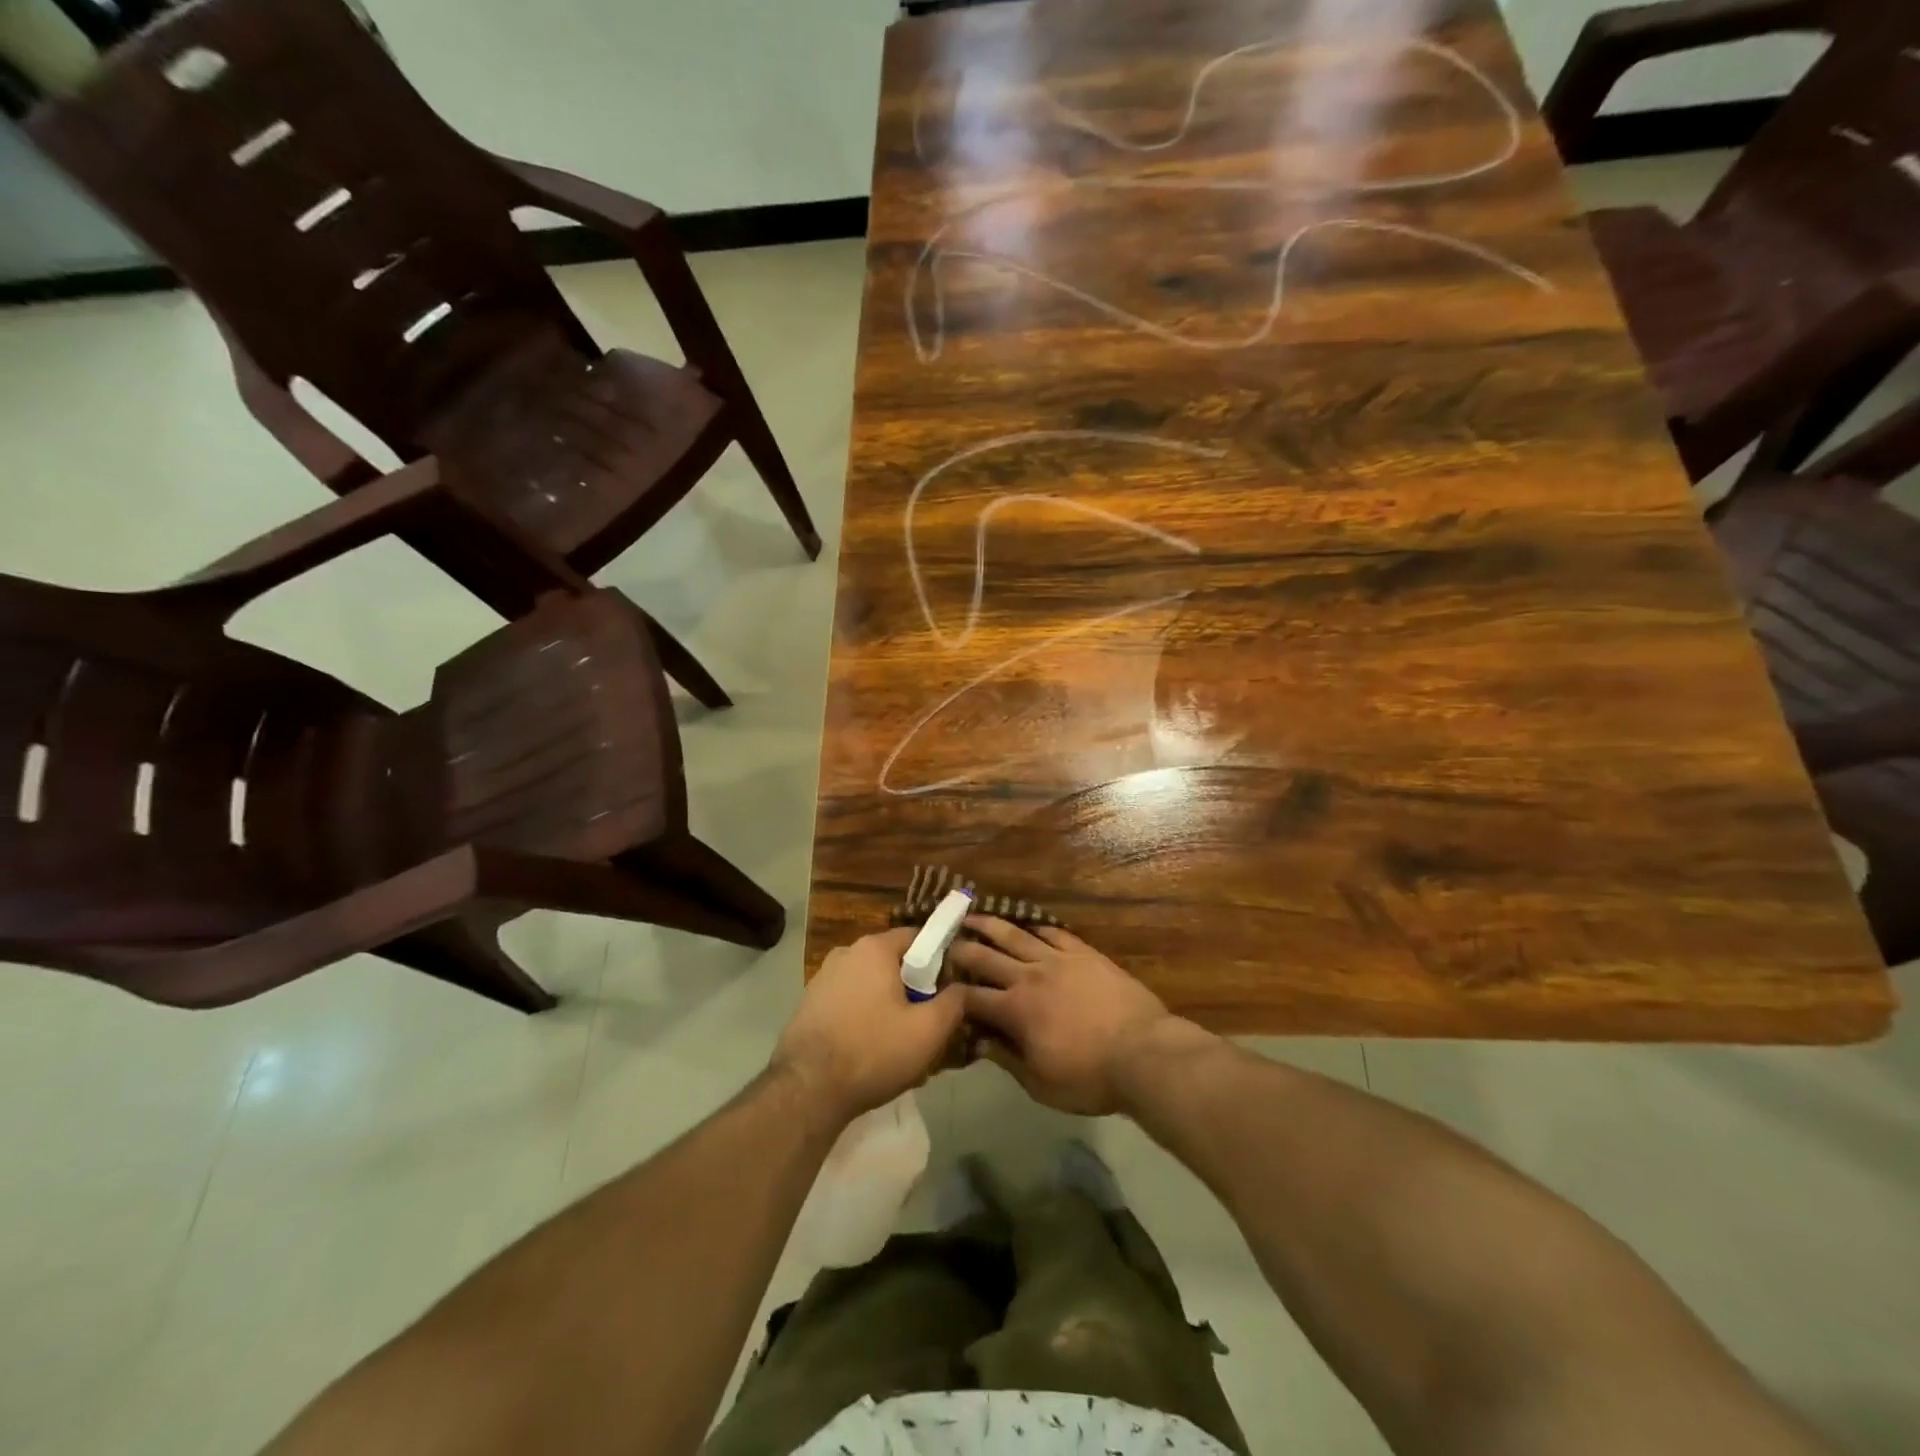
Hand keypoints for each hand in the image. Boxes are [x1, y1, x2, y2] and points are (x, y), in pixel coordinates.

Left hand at [774, 928, 964, 1123]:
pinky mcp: (809, 1004)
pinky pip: (849, 1002)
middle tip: (928, 1021)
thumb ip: (954, 1003)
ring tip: (901, 1042)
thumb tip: (964, 988)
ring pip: (871, 984)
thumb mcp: (928, 1031)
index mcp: (874, 948)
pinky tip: (871, 1050)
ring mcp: (823, 978)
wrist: (807, 1090)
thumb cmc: (873, 1051)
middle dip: (913, 988)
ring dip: (888, 1005)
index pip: (918, 937)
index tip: (950, 988)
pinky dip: (864, 1017)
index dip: (940, 959)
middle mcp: (846, 953)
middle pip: (893, 962)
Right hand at [952, 918, 1207, 1114]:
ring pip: (1016, 935)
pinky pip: (1054, 933)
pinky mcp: (1084, 954)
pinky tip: (1028, 925)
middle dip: (961, 949)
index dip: (951, 992)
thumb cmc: (1089, 1077)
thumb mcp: (1040, 1083)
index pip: (972, 997)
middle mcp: (1030, 976)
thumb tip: (978, 1042)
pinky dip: (1036, 928)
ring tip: (972, 916)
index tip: (936, 985)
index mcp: (1015, 1010)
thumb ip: (1006, 1059)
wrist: (1143, 1053)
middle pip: (986, 958)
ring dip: (991, 925)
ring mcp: (1058, 960)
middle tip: (943, 940)